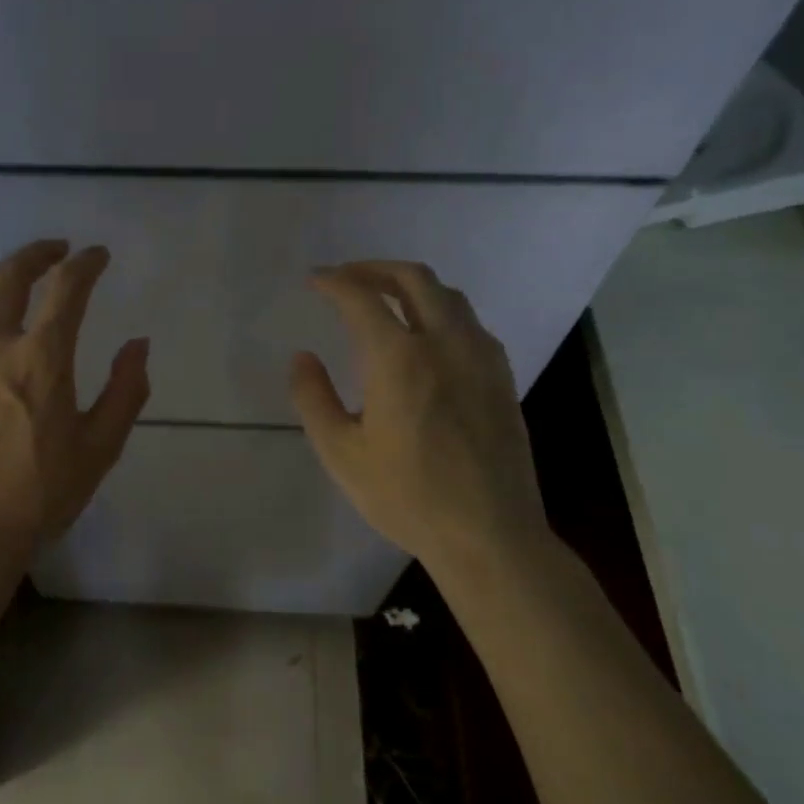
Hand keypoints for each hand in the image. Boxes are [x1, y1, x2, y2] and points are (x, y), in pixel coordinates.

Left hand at [0, 240, 150, 601]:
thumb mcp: (99, 450)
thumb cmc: (35, 498)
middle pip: (11, 275)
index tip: (97, 256)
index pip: (68, 287)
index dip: (86, 264)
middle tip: (55, 251)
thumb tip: (138, 345)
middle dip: (39, 254)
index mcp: (40, 357)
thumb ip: (126, 391)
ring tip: (6, 275)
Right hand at [289, 260, 552, 584]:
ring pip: (448, 295)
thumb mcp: (341, 453)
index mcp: (400, 360)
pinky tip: (427, 334)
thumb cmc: (407, 496)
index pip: (362, 298)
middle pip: (414, 279)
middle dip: (375, 269)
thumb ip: (313, 398)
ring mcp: (480, 357)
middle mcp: (445, 344)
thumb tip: (302, 357)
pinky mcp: (501, 376)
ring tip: (385, 297)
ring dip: (411, 285)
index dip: (334, 282)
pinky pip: (469, 322)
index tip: (315, 280)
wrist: (489, 535)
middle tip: (348, 277)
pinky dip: (440, 309)